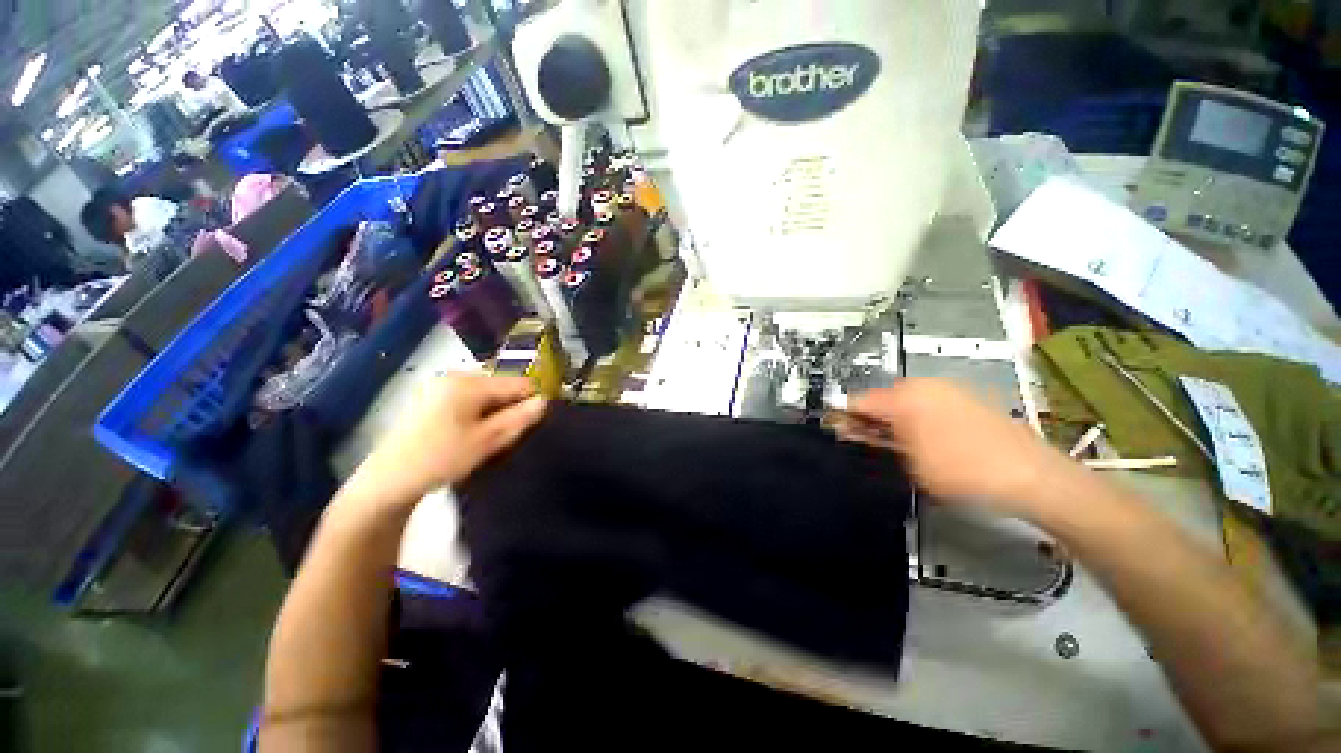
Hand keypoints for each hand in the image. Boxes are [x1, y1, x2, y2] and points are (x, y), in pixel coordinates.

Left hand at [345, 374, 545, 510]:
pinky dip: (481, 412)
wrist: (388, 481)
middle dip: (513, 406)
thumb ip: (519, 418)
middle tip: (510, 434)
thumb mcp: (487, 441)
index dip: (533, 400)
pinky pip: (471, 398)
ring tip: (492, 436)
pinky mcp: (434, 396)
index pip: (519, 382)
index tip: (535, 423)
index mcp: (469, 382)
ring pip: (488, 393)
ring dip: (497, 411)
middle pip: (503, 385)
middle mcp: (456, 375)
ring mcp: (442, 385)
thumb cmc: (440, 459)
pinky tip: (474, 433)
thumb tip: (546, 401)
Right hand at [832, 378, 1071, 518]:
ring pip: (903, 401)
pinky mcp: (965, 396)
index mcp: (903, 397)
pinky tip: (925, 439)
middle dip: (869, 419)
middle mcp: (922, 385)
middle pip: (880, 398)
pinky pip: (926, 402)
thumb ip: (872, 441)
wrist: (1031, 475)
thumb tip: (848, 429)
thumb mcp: (908, 461)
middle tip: (868, 444)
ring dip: (892, 420)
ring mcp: (946, 388)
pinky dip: (915, 417)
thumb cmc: (961, 471)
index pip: (857, 401)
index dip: (843, 417)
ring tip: (897, 445)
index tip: (836, 433)